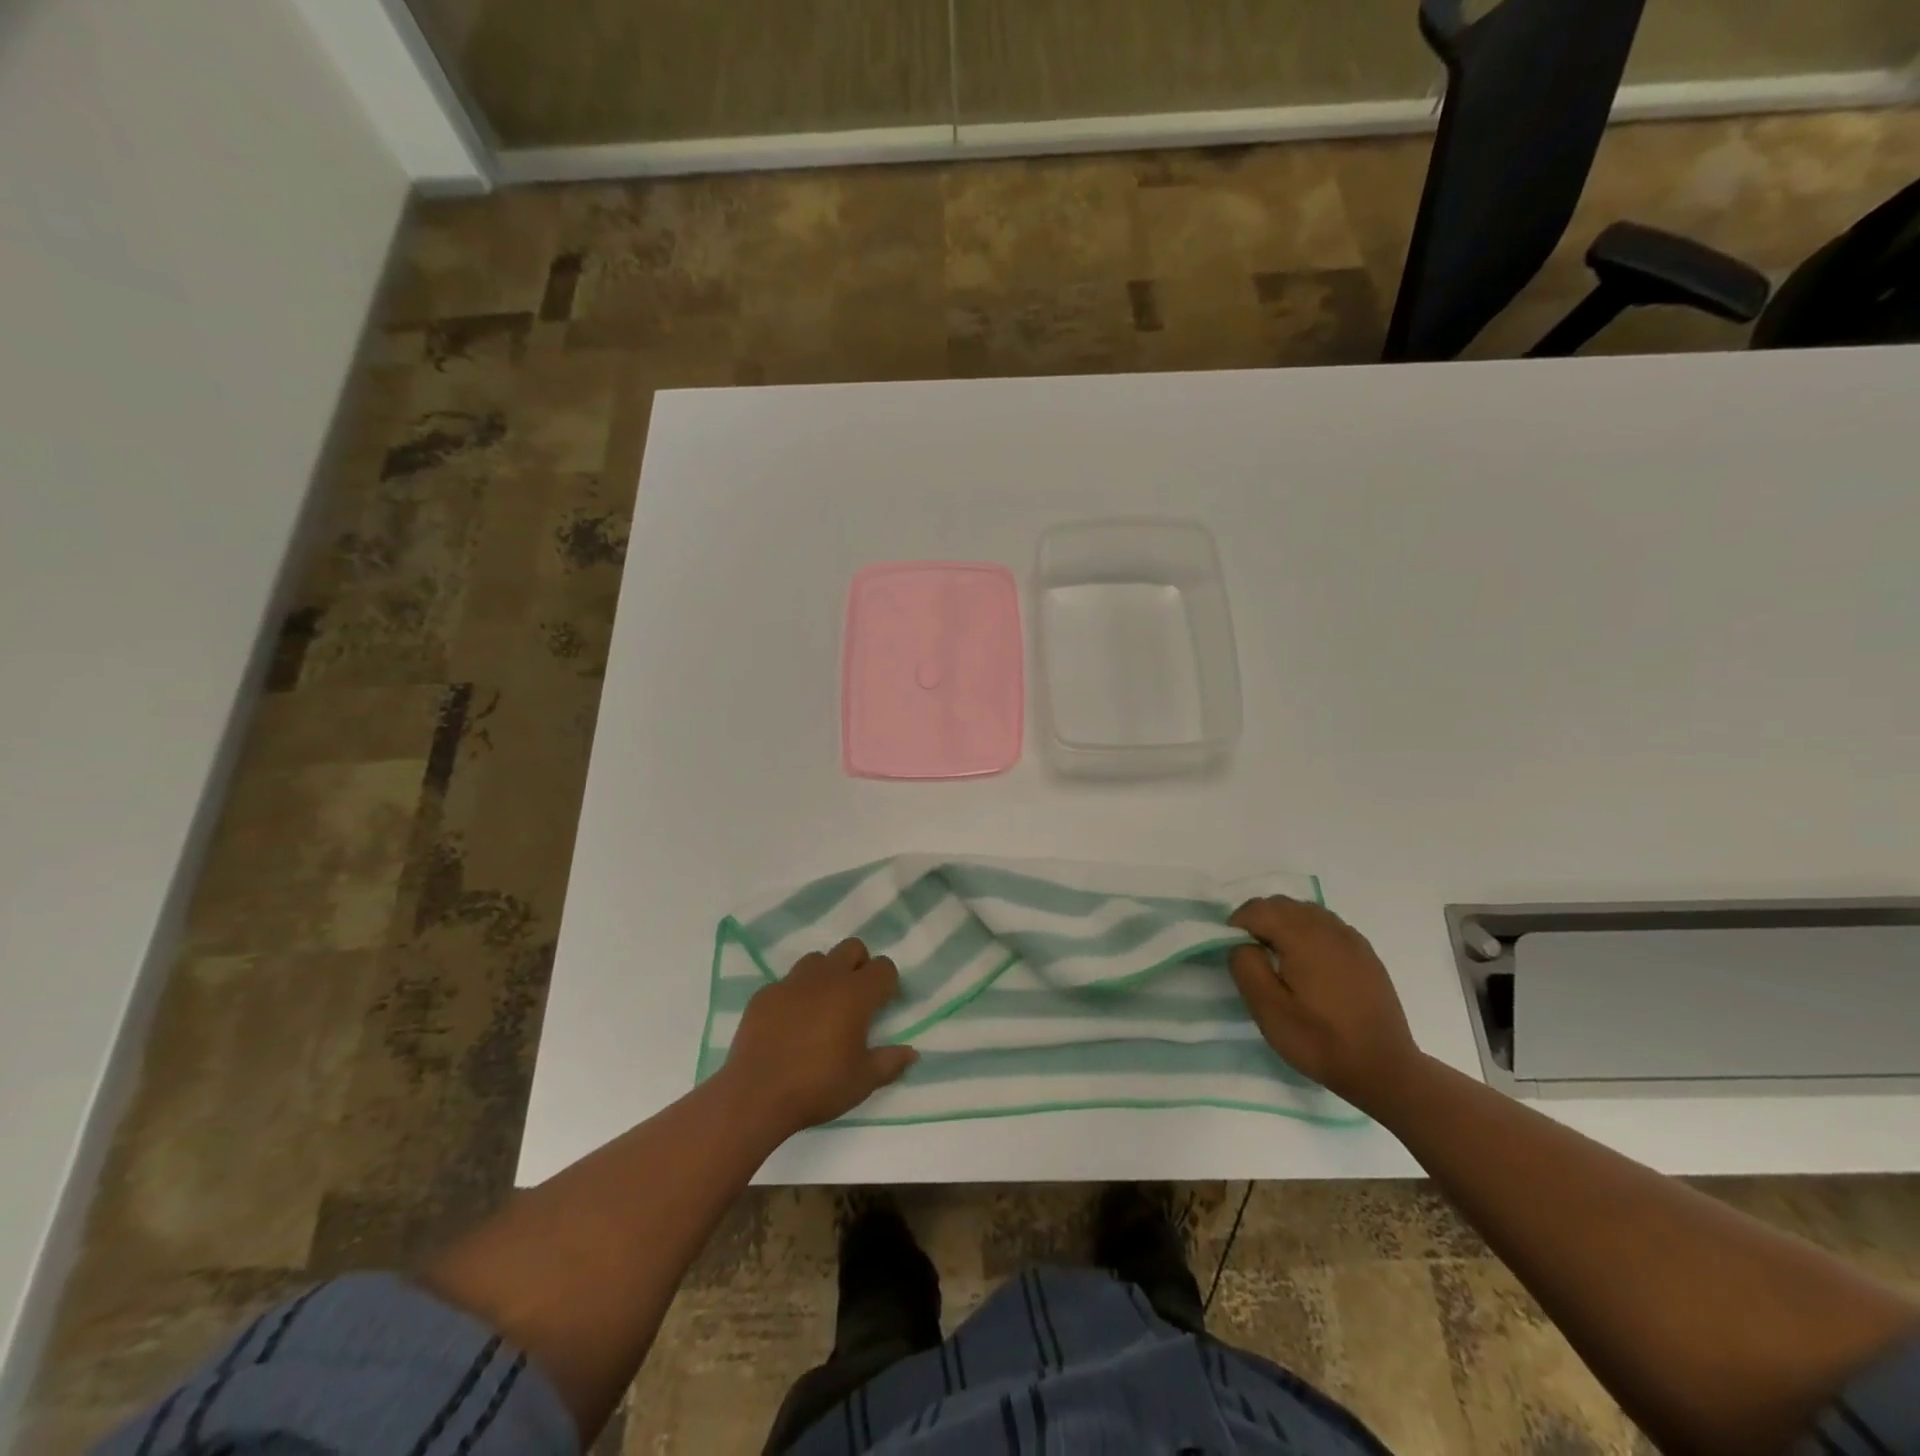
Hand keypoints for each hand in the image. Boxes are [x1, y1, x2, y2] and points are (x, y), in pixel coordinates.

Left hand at [722, 938, 917, 1137]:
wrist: (755, 1095)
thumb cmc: (818, 1085)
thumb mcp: (862, 1081)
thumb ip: (890, 1062)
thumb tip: (912, 1053)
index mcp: (855, 993)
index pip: (884, 967)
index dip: (888, 983)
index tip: (883, 1005)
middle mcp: (826, 977)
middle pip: (852, 947)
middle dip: (860, 965)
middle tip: (856, 999)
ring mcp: (792, 982)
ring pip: (817, 959)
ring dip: (826, 974)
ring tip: (822, 1007)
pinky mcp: (765, 993)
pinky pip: (787, 982)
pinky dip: (795, 994)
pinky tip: (790, 1023)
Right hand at [1227, 898, 1420, 1111]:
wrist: (1384, 1069)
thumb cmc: (1319, 1041)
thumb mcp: (1268, 1010)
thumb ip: (1246, 966)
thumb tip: (1243, 943)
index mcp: (1302, 937)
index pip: (1257, 909)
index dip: (1237, 924)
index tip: (1232, 952)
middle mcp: (1328, 928)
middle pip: (1281, 904)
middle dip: (1259, 920)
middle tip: (1252, 954)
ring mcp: (1350, 938)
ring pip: (1305, 911)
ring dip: (1284, 923)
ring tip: (1278, 958)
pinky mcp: (1365, 953)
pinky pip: (1327, 925)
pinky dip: (1308, 931)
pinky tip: (1309, 964)